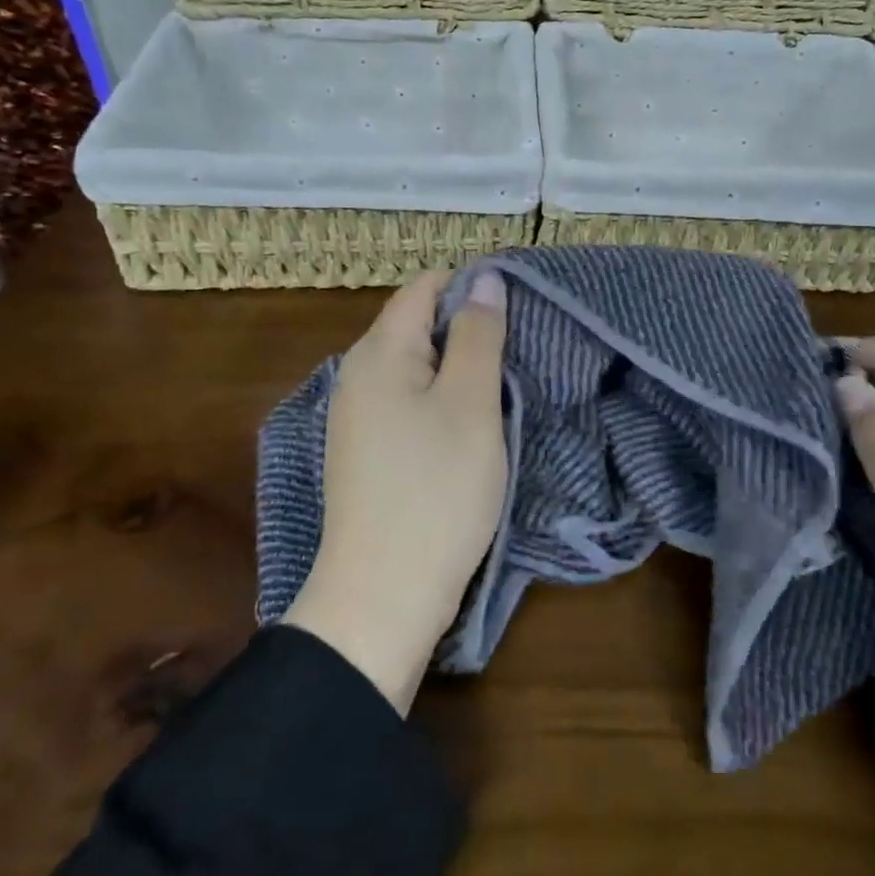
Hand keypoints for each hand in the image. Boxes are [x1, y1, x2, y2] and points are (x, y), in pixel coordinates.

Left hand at [282, 269, 508, 713]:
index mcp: (379, 353)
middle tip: (518, 352)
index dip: (472, 286)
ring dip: (457, 365)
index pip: (424, 287)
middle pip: (417, 323)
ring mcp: (357, 415)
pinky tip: (469, 422)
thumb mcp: (471, 404)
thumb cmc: (436, 491)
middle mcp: (357, 374)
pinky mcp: (365, 450)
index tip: (518, 309)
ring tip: (502, 385)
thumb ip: (478, 335)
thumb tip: (484, 277)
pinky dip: (440, 398)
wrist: (382, 598)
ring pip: (415, 364)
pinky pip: (406, 399)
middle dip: (467, 327)